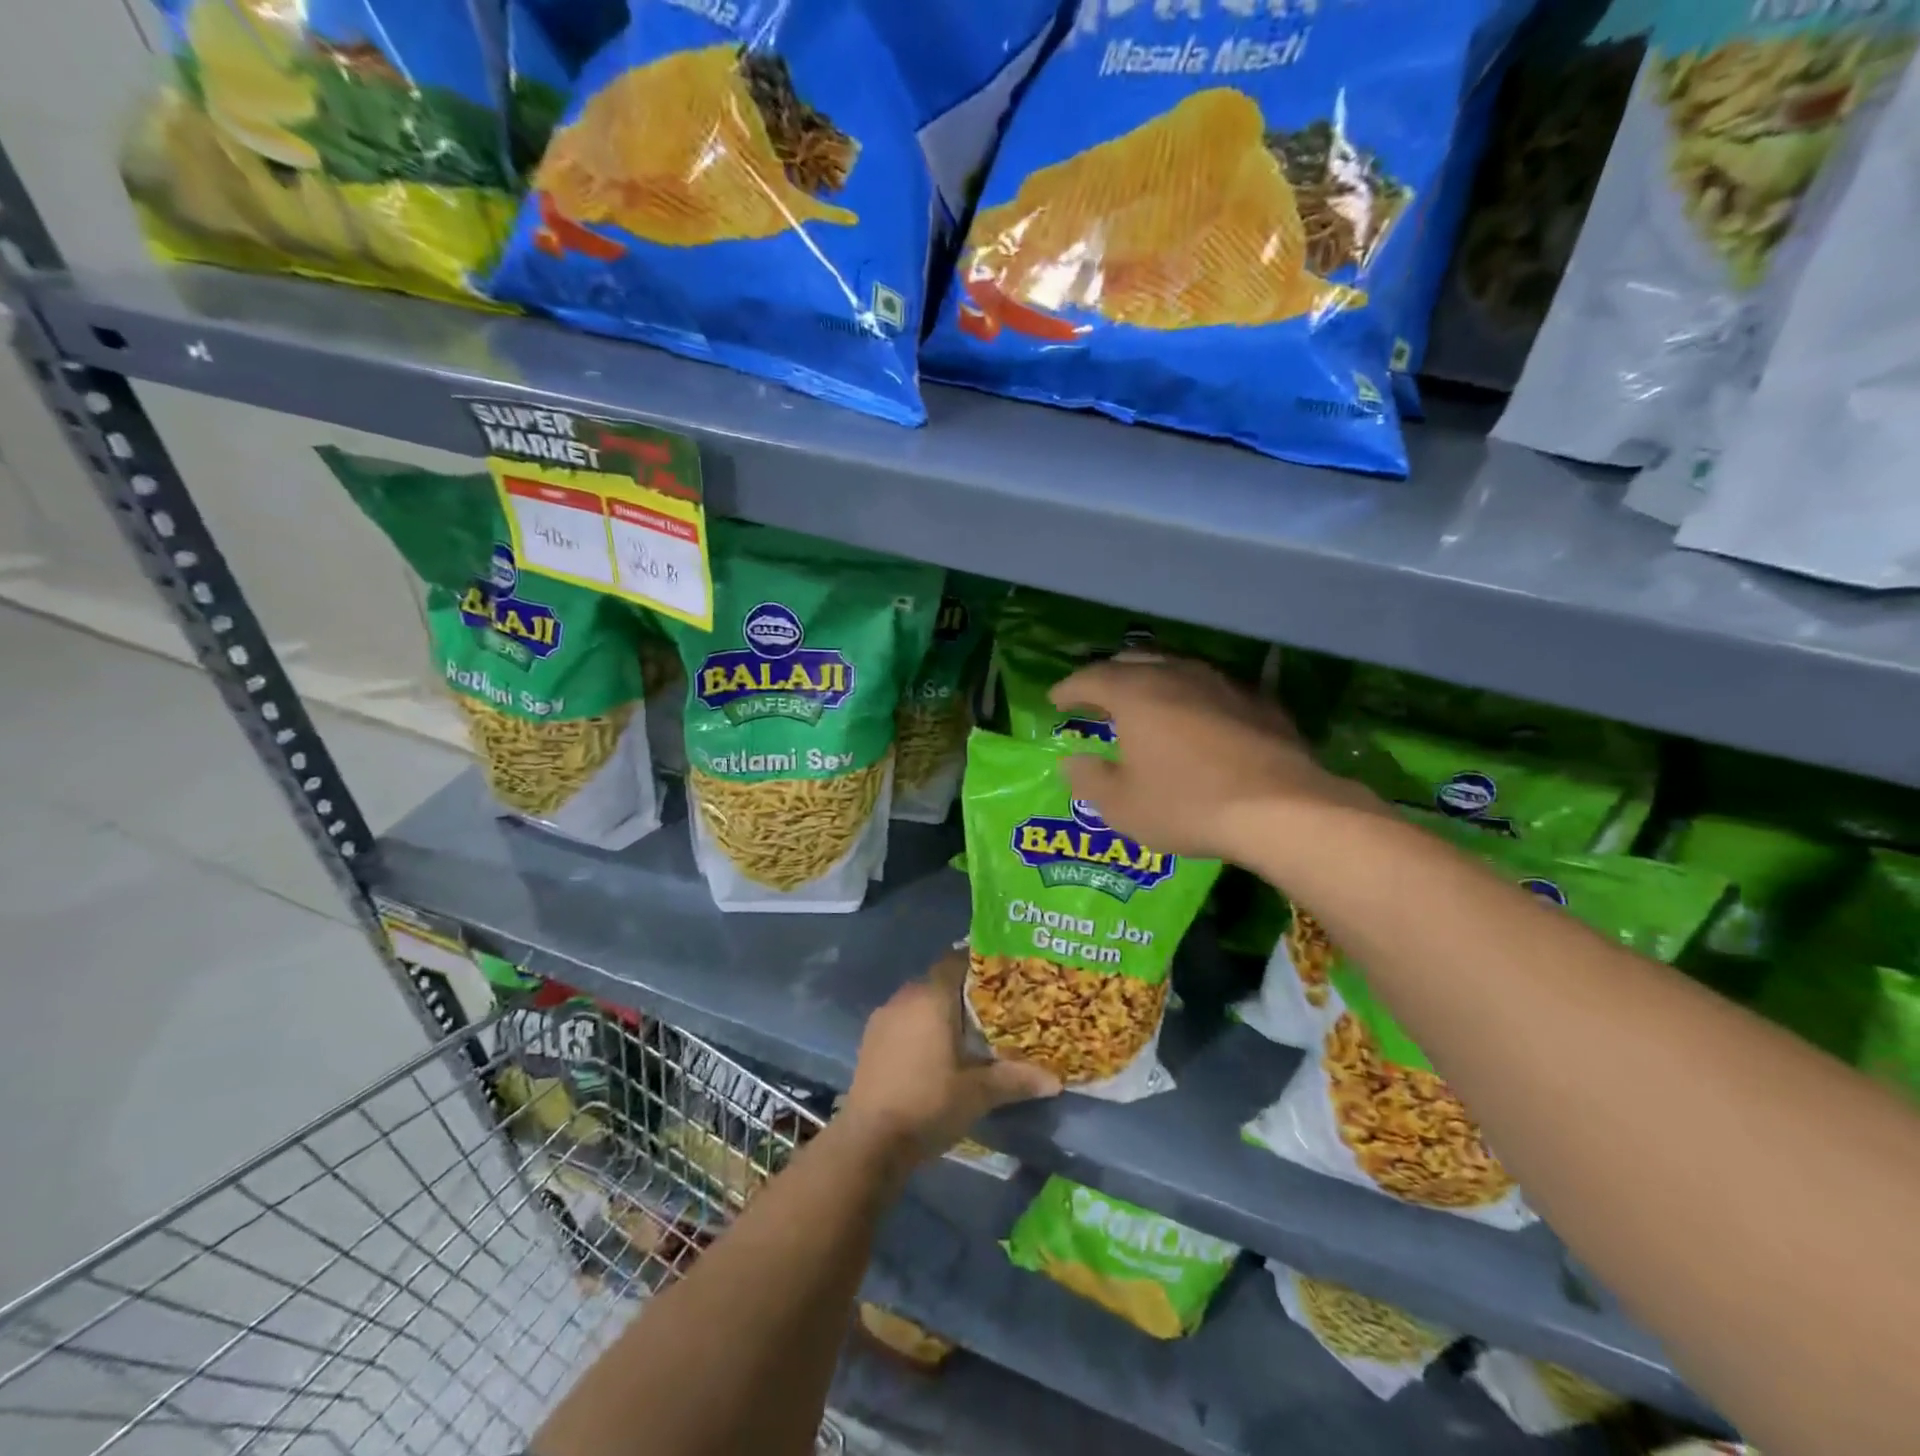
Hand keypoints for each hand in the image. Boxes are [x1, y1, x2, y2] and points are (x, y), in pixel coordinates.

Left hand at [842, 950, 1059, 1166]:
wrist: (870, 1141)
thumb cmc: (929, 1104)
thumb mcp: (979, 1093)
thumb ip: (1016, 1079)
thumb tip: (1055, 1080)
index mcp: (932, 997)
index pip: (956, 961)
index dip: (979, 964)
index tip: (1002, 976)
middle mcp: (905, 997)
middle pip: (939, 981)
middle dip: (963, 991)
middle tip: (992, 1007)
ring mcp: (883, 1017)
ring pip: (919, 1000)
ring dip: (939, 1010)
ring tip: (966, 1031)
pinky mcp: (871, 1039)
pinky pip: (903, 1019)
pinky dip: (920, 1026)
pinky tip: (934, 1050)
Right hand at [1048, 655, 1381, 862]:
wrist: (1281, 809)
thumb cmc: (1187, 805)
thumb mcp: (1122, 806)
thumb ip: (1089, 780)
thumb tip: (1072, 762)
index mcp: (1135, 694)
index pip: (1090, 678)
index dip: (1068, 688)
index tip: (1055, 700)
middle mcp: (1176, 675)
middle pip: (1134, 661)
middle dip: (1109, 675)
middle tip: (1096, 695)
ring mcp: (1222, 683)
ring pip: (1177, 667)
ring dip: (1153, 680)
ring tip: (1145, 701)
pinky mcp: (1259, 701)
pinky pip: (1213, 688)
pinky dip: (1194, 697)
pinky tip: (1199, 716)